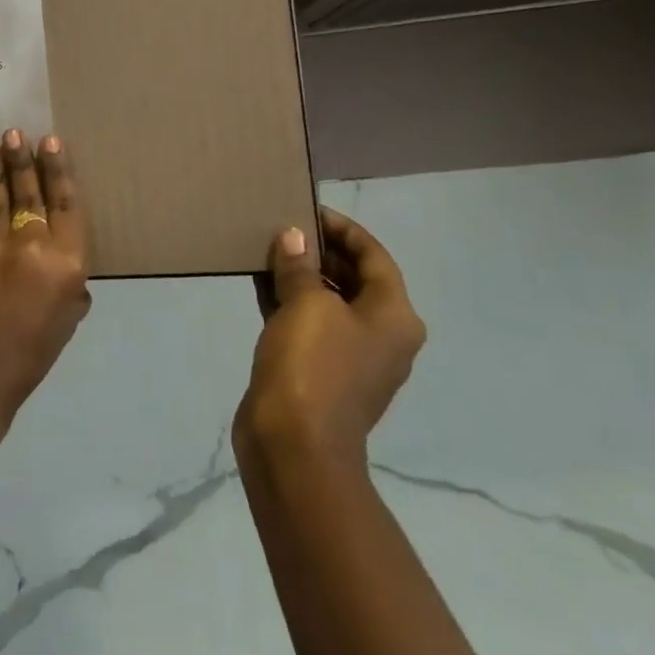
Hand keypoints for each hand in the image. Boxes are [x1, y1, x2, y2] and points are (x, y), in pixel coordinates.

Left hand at [0, 129, 91, 428]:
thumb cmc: (29, 358)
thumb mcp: (65, 322)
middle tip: (16, 132)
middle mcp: (30, 245)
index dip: (59, 171)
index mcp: (65, 263)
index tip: (51, 142)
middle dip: (23, 160)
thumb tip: (63, 268)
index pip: (65, 206)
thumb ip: (69, 286)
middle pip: (29, 193)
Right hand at [235, 209, 425, 468]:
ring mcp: (349, 357)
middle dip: (320, 252)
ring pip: (327, 302)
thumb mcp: (307, 305)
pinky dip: (287, 302)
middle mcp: (380, 336)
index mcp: (394, 317)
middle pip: (354, 279)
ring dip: (300, 276)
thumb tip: (293, 237)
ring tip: (268, 249)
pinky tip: (260, 284)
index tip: (309, 210)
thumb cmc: (312, 366)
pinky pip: (306, 325)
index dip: (343, 229)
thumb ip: (300, 267)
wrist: (294, 445)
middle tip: (283, 227)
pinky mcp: (318, 372)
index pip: (375, 257)